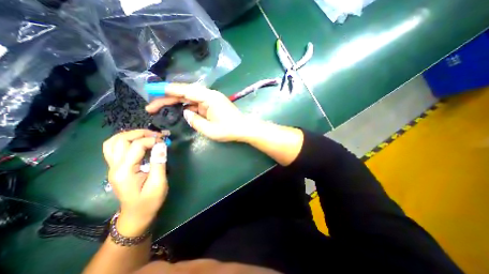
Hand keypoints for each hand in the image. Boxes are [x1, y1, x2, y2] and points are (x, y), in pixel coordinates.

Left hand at [102, 129, 167, 235]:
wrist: (136, 214)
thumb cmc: (150, 201)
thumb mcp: (158, 183)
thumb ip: (159, 163)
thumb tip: (161, 145)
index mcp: (124, 171)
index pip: (136, 146)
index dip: (152, 140)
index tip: (165, 141)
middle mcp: (114, 167)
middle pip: (120, 140)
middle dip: (140, 133)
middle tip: (157, 135)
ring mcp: (113, 166)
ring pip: (114, 142)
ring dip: (131, 135)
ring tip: (148, 135)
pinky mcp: (116, 167)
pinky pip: (115, 148)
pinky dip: (126, 140)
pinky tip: (139, 142)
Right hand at [144, 84, 249, 142]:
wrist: (244, 129)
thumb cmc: (229, 130)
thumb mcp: (210, 130)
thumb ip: (195, 121)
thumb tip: (185, 112)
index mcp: (209, 98)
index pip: (185, 90)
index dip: (168, 90)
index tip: (152, 90)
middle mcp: (209, 95)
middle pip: (185, 93)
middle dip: (168, 98)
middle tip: (152, 105)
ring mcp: (211, 100)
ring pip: (189, 98)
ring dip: (176, 103)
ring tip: (160, 108)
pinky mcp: (212, 105)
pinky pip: (196, 104)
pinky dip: (187, 107)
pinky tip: (178, 111)